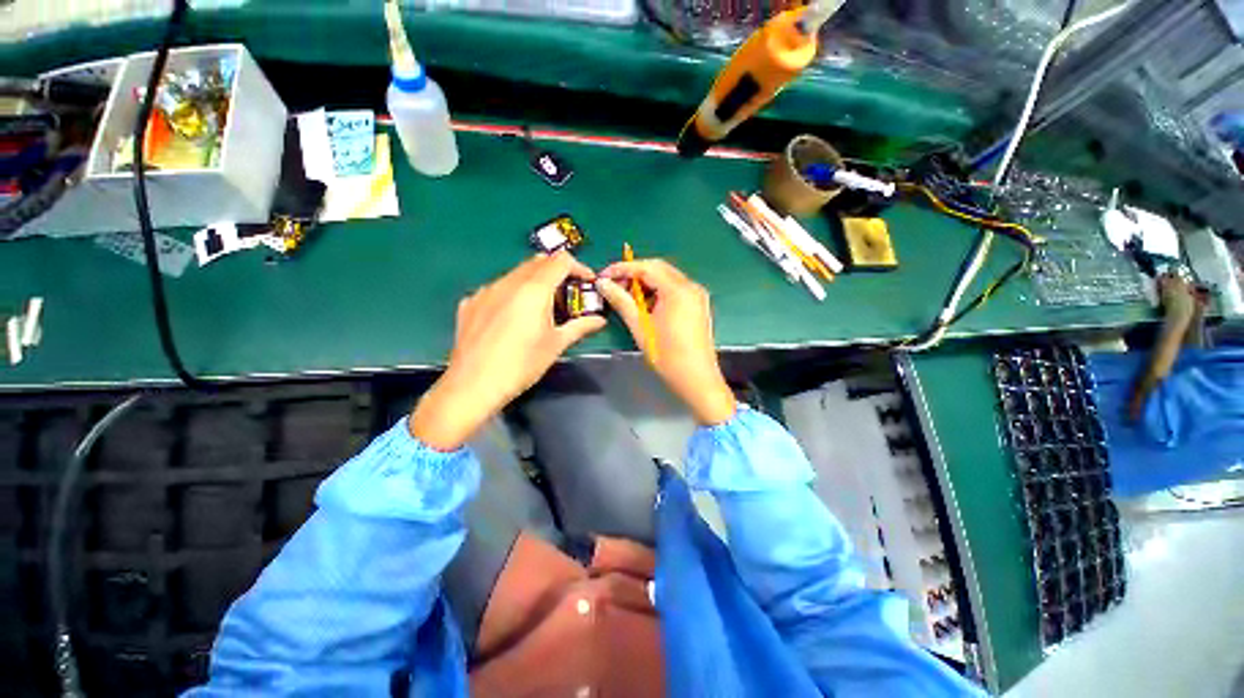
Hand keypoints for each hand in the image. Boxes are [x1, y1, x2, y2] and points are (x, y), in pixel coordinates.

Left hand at [411, 252, 605, 449]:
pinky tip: (513, 318)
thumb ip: (580, 327)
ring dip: (535, 283)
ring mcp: (486, 291)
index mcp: (534, 289)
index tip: (587, 282)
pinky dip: (513, 294)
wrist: (473, 385)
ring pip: (516, 274)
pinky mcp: (470, 303)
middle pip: (538, 263)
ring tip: (541, 309)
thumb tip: (600, 320)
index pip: (560, 261)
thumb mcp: (556, 344)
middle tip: (567, 296)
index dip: (578, 267)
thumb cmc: (522, 364)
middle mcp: (508, 282)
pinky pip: (497, 289)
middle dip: (557, 273)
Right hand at [597, 259, 735, 424]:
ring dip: (646, 283)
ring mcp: (697, 295)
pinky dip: (658, 292)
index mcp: (677, 290)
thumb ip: (621, 301)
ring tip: (627, 297)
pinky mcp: (698, 305)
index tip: (604, 276)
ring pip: (667, 278)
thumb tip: (603, 284)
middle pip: (658, 269)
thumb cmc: (666, 354)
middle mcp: (690, 286)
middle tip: (614, 286)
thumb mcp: (640, 326)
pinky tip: (646, 305)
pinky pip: (675, 290)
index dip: (622, 269)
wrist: (696, 378)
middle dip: (634, 274)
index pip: (646, 267)